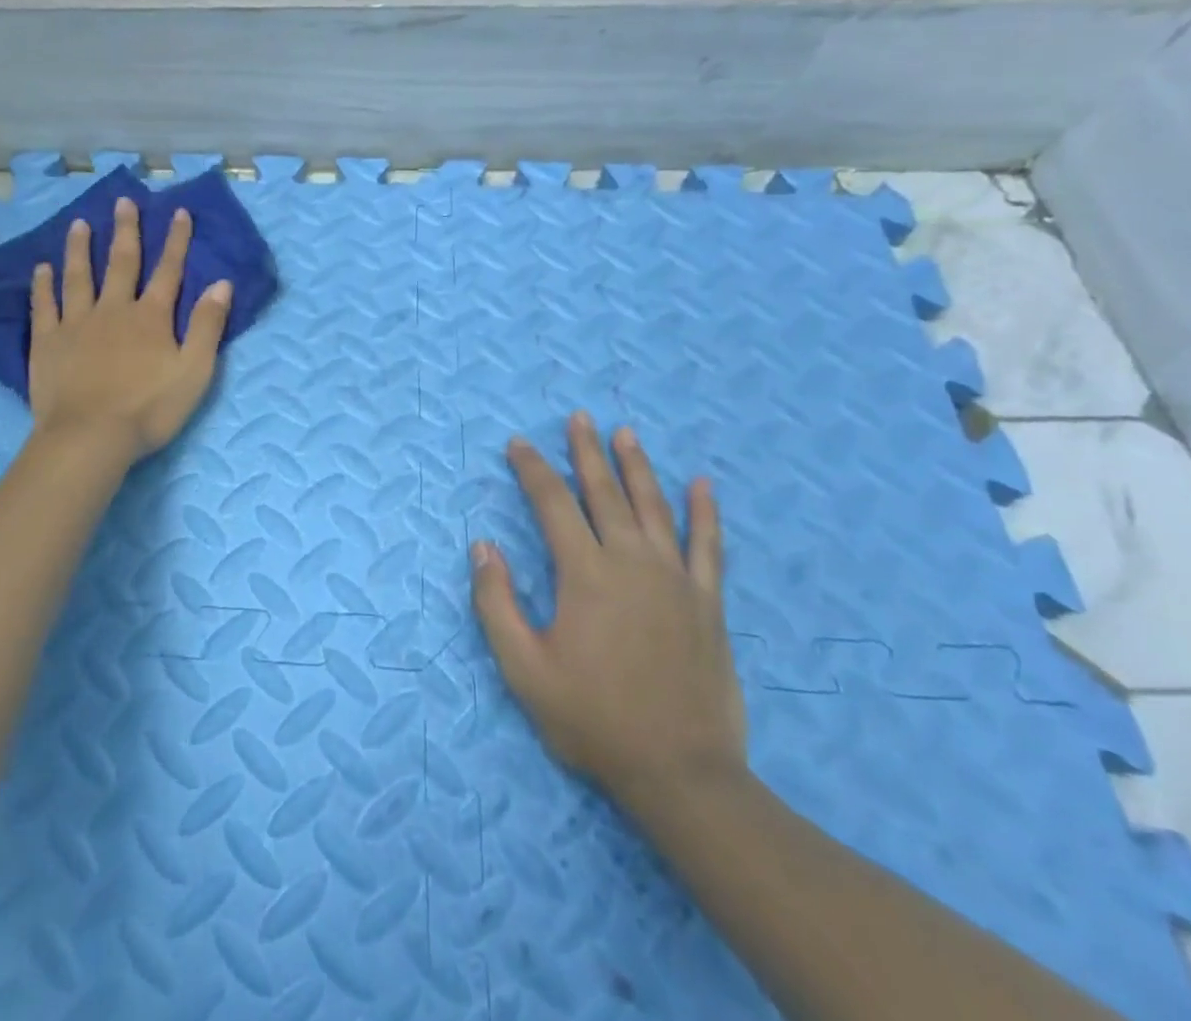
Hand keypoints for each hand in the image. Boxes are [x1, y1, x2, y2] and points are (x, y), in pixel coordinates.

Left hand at [28, 197, 231, 460]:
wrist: (90, 436)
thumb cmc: (150, 408)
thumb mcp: (195, 371)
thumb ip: (208, 326)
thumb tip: (221, 283)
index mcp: (151, 317)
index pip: (168, 270)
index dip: (176, 240)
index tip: (178, 212)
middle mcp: (114, 309)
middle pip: (121, 263)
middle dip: (126, 231)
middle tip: (124, 202)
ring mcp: (76, 323)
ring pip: (79, 276)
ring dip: (81, 248)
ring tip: (80, 224)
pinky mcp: (48, 342)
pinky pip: (45, 306)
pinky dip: (43, 285)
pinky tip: (41, 269)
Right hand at [470, 412, 747, 820]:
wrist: (680, 773)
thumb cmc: (593, 719)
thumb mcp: (523, 669)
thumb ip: (496, 603)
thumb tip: (482, 545)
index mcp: (585, 573)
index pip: (552, 503)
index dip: (532, 469)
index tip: (518, 443)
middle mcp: (631, 561)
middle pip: (604, 492)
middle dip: (586, 451)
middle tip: (579, 417)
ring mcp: (675, 578)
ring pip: (653, 506)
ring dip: (637, 466)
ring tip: (625, 433)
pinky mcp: (707, 601)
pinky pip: (708, 545)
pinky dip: (704, 512)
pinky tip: (702, 485)